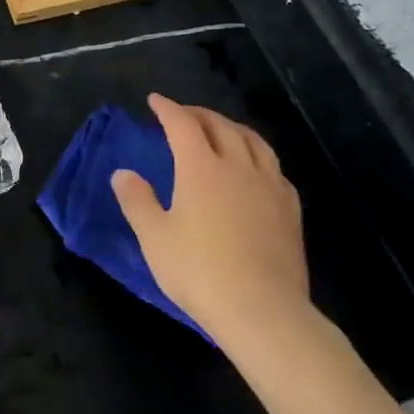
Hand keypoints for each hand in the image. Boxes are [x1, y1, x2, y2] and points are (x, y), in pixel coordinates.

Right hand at [110, 94, 311, 349]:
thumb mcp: (155, 239)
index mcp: (201, 167)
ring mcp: (269, 186)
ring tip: (222, 130)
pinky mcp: (290, 210)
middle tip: (183, 114)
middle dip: (198, 114)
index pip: (183, 124)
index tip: (155, 101)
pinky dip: (259, 157)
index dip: (167, 108)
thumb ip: (137, 201)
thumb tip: (122, 173)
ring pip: (253, 141)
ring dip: (232, 128)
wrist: (264, 312)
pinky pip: (275, 169)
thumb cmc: (201, 272)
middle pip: (219, 126)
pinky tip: (256, 169)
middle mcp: (237, 166)